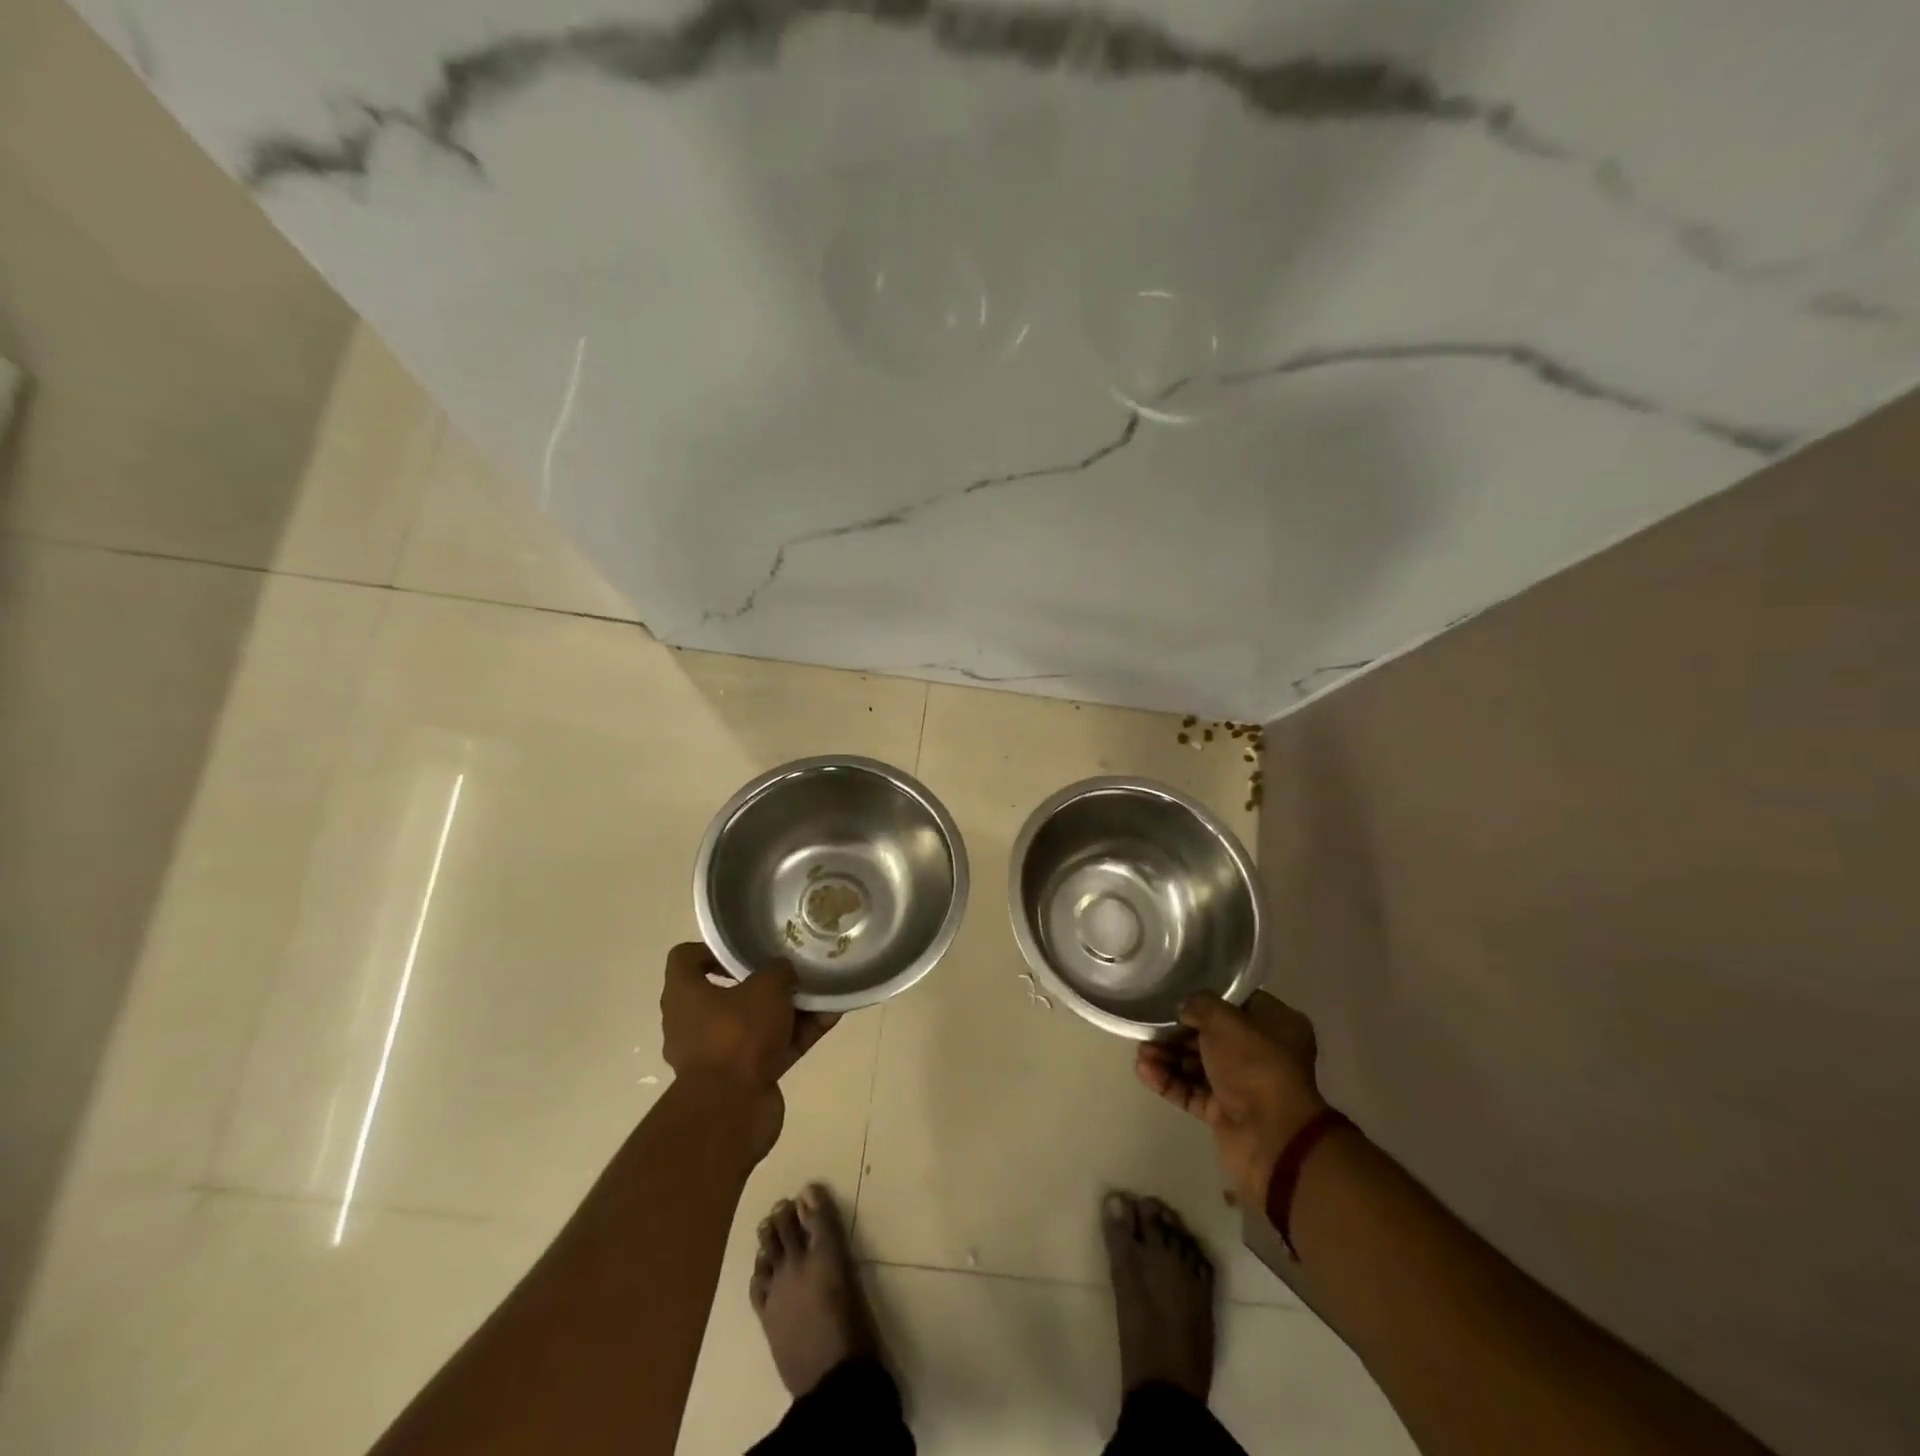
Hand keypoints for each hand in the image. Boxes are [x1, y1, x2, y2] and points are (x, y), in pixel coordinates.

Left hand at [661, 943, 838, 1155]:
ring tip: (822, 991)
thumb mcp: (766, 987)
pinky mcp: (743, 1077)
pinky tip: (831, 1017)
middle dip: (764, 981)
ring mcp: (719, 1053)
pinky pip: (774, 1047)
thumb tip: (784, 971)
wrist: (732, 1111)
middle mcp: (694, 1023)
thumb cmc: (737, 1034)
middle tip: (791, 968)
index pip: (686, 958)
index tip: (745, 948)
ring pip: (757, 1021)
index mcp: (684, 995)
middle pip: (728, 991)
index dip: (713, 949)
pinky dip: (799, 1034)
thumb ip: (778, 971)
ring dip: (789, 1009)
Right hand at [1136, 991, 1328, 1207]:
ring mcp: (1242, 1085)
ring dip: (1168, 1056)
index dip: (1205, 999)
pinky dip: (1169, 1081)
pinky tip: (1144, 1071)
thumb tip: (1185, 1010)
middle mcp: (1262, 1053)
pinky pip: (1192, 1091)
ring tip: (1141, 1053)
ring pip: (1198, 1064)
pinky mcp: (1224, 1112)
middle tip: (1149, 1029)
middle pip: (1211, 1035)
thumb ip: (1199, 1005)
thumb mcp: (1224, 1020)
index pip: (1235, 1003)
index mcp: (1276, 1024)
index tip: (1175, 996)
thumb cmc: (1255, 1066)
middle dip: (1177, 1032)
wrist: (1272, 1138)